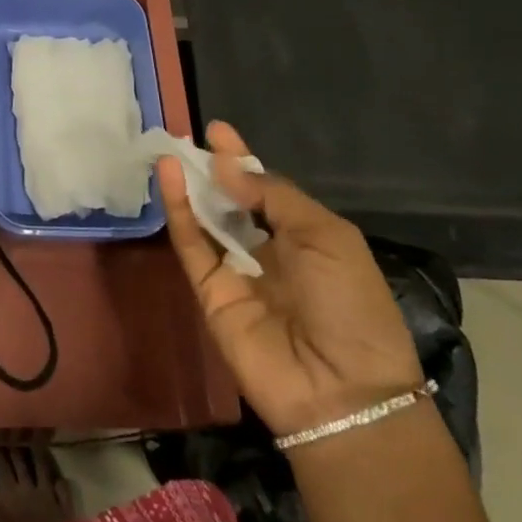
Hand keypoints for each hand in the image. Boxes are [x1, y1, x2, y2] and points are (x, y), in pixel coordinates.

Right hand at [159, 122, 420, 437]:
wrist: (341, 390)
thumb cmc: (351, 305)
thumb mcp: (327, 237)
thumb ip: (273, 196)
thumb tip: (226, 167)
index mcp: (306, 238)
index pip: (265, 190)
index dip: (242, 160)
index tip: (217, 131)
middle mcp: (268, 251)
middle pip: (230, 201)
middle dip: (211, 169)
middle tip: (185, 136)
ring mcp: (235, 271)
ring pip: (205, 219)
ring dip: (189, 184)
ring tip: (170, 148)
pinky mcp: (208, 291)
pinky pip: (190, 244)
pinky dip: (177, 210)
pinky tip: (169, 177)